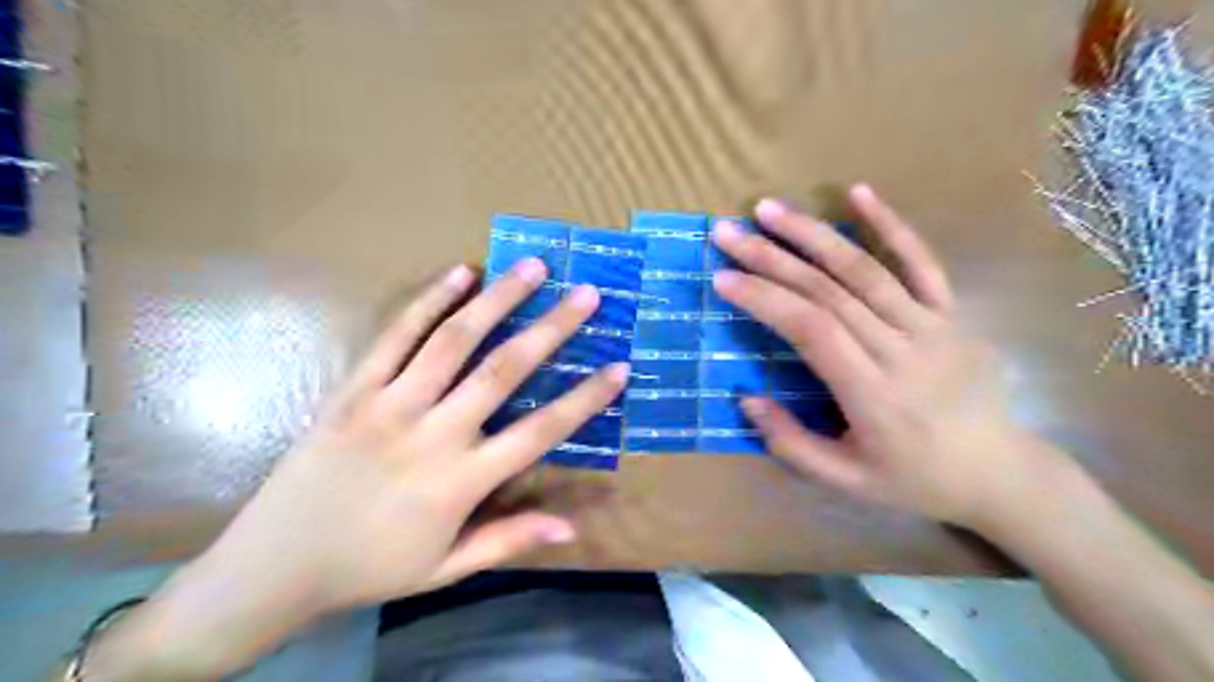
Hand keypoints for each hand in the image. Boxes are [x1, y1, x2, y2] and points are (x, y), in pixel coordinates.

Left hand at [208, 259, 626, 608]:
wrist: (272, 565)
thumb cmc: (369, 567)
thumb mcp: (446, 569)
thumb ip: (509, 541)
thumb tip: (572, 529)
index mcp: (461, 481)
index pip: (541, 432)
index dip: (585, 399)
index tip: (619, 368)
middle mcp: (433, 434)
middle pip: (504, 370)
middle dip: (552, 328)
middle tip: (586, 294)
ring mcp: (390, 404)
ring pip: (453, 340)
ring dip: (498, 299)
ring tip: (533, 268)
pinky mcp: (353, 389)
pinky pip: (396, 335)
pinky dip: (430, 300)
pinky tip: (460, 272)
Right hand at [714, 184, 1052, 526]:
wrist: (1001, 474)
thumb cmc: (915, 480)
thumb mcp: (845, 481)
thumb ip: (791, 442)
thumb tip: (746, 395)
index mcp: (873, 394)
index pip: (811, 330)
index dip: (765, 299)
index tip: (723, 278)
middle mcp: (902, 350)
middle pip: (829, 291)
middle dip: (771, 257)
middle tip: (728, 232)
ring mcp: (933, 326)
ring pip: (865, 269)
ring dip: (814, 233)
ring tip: (770, 209)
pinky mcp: (952, 314)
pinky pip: (922, 262)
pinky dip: (891, 225)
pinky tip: (859, 192)